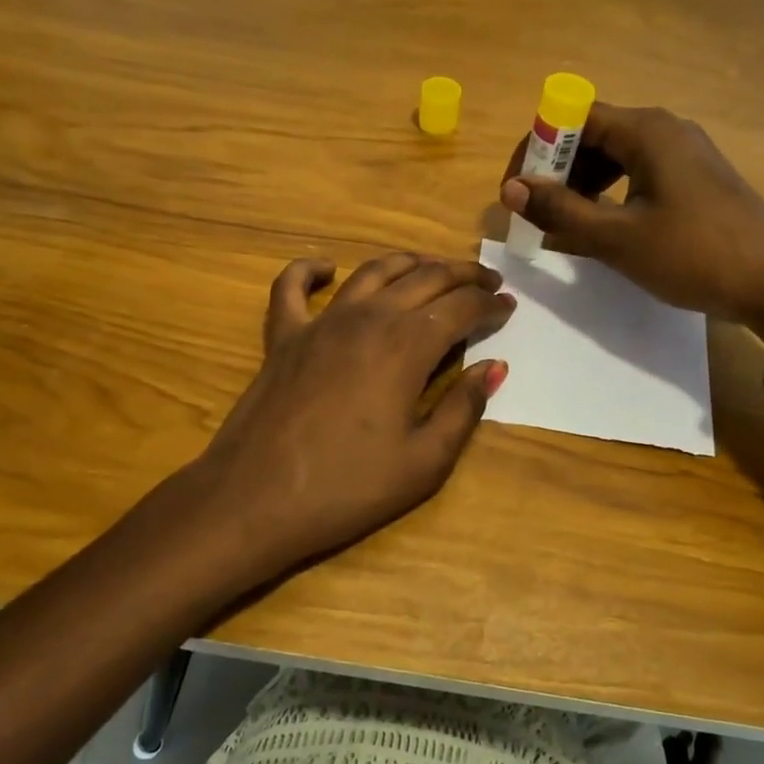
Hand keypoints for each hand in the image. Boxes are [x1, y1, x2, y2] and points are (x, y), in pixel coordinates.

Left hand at [192, 253, 513, 581]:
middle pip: (424, 278)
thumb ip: (464, 408)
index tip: (509, 306)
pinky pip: (291, 287)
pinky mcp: (282, 336)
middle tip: (486, 282)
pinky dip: (309, 270)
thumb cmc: (347, 487)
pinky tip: (326, 268)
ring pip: (372, 272)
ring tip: (432, 268)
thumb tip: (494, 367)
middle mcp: (367, 318)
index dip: (489, 305)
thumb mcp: (424, 462)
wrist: (255, 500)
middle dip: (462, 276)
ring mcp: (320, 322)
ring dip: (409, 263)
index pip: (460, 308)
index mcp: (406, 345)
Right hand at [499, 103, 763, 339]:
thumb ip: (560, 212)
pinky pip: (637, 177)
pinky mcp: (694, 182)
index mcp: (646, 131)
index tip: (515, 191)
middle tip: (535, 215)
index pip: (573, 118)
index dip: (536, 149)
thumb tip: (510, 190)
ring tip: (562, 227)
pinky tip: (600, 230)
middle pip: (593, 135)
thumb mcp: (618, 237)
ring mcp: (683, 156)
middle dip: (557, 171)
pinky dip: (609, 198)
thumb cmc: (694, 254)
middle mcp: (665, 131)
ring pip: (615, 158)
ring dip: (581, 188)